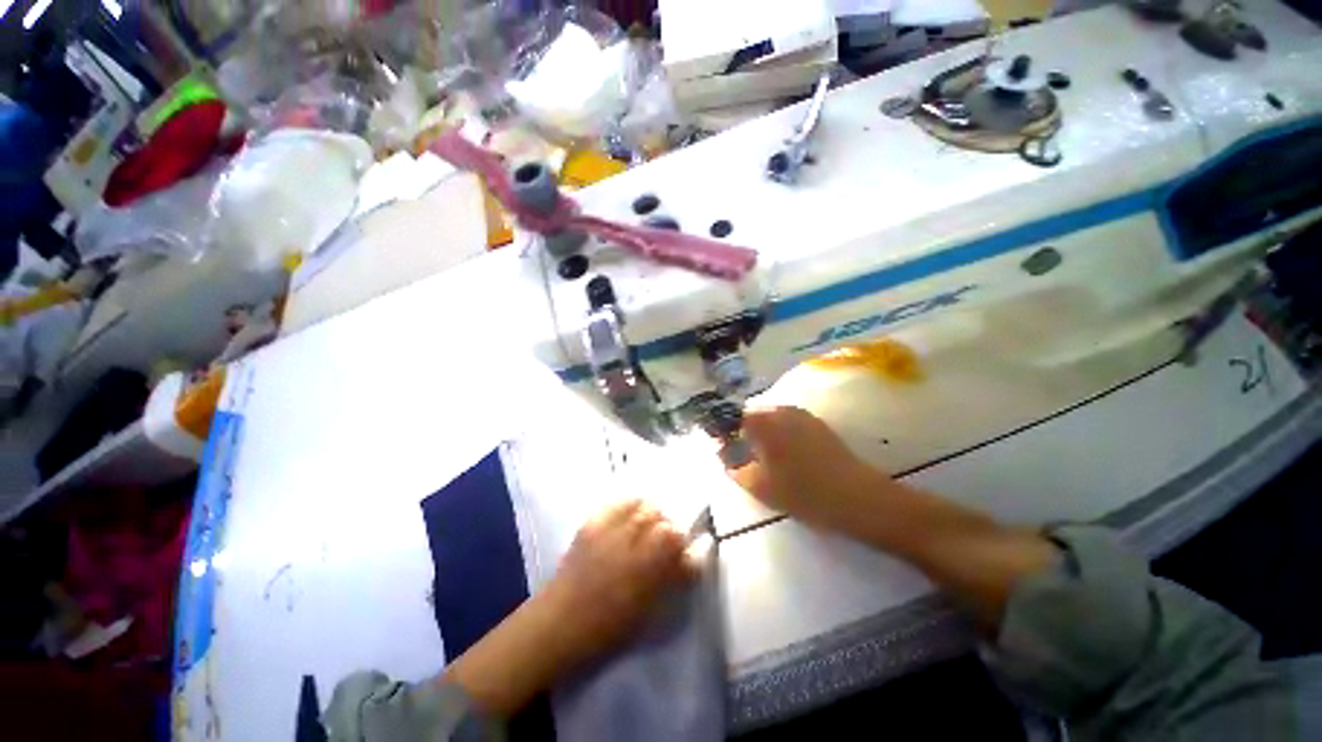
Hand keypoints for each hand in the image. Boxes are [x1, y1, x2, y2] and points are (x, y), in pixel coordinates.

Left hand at [445, 499, 696, 715]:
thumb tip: (689, 559)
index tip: (683, 559)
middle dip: (667, 528)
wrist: (561, 625)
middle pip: (657, 516)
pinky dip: (625, 509)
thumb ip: (672, 580)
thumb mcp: (651, 611)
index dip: (683, 545)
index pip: (675, 536)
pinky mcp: (586, 529)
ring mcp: (604, 531)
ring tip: (646, 534)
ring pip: (636, 505)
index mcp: (645, 567)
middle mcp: (626, 542)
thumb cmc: (610, 628)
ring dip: (648, 516)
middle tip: (666, 548)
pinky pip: (612, 507)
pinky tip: (627, 524)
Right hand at [728, 406, 895, 532]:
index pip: (730, 416)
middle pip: (752, 415)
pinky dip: (780, 438)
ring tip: (760, 463)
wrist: (852, 496)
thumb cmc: (801, 492)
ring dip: (762, 436)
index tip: (716, 449)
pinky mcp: (819, 427)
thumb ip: (733, 466)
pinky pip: (789, 426)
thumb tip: (721, 452)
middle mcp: (782, 409)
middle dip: (741, 432)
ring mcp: (804, 416)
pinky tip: (783, 462)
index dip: (720, 431)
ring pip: (772, 420)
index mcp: (763, 420)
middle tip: (737, 459)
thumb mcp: (757, 485)